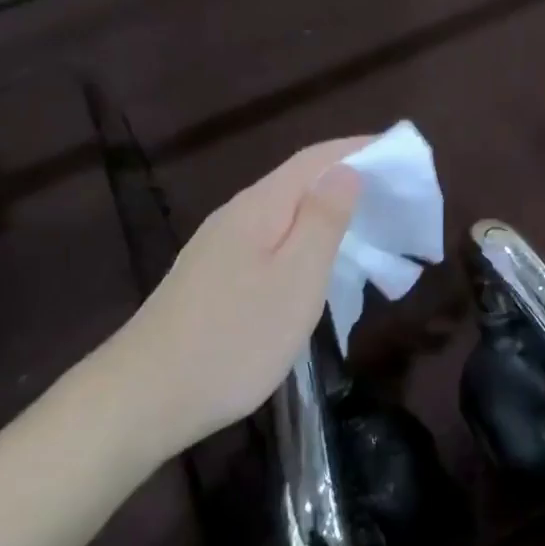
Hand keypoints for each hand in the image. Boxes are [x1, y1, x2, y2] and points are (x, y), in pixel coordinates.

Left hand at [96, 137, 368, 450]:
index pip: (315, 159)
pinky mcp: (212, 278)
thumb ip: (323, 220)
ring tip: (365, 226)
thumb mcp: (296, 278)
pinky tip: (315, 264)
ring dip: (326, 210)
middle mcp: (235, 216)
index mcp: (259, 207)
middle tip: (393, 195)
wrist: (144, 397)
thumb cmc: (236, 338)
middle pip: (298, 181)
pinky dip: (304, 239)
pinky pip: (270, 240)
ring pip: (283, 213)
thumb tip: (345, 171)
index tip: (400, 152)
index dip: (357, 148)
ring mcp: (218, 248)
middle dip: (346, 178)